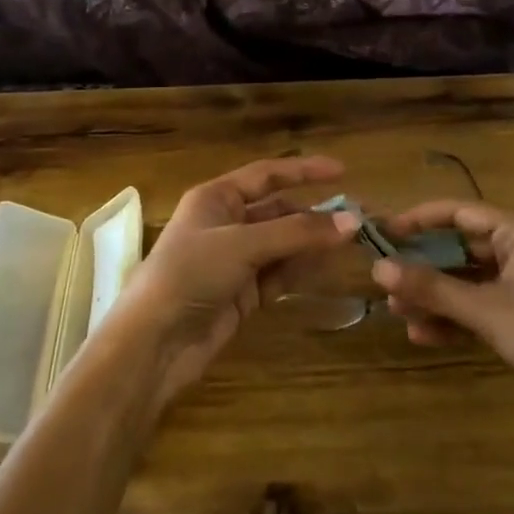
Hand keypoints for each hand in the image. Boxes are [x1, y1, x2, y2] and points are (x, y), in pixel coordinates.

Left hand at [104, 156, 357, 417]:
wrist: (155, 342)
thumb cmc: (190, 274)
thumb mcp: (243, 244)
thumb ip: (298, 233)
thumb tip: (352, 221)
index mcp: (216, 198)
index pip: (267, 175)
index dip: (304, 171)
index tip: (343, 171)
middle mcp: (226, 223)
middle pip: (279, 212)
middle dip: (315, 215)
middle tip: (358, 220)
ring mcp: (235, 260)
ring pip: (283, 245)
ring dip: (313, 244)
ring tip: (353, 243)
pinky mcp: (243, 294)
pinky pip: (280, 274)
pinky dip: (302, 270)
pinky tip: (330, 267)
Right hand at [372, 201, 513, 472]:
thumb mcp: (485, 310)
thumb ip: (432, 287)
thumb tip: (377, 268)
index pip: (460, 212)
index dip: (420, 219)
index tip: (383, 231)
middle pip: (461, 247)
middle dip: (423, 264)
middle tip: (384, 276)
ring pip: (466, 280)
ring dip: (433, 295)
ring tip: (396, 310)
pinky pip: (478, 308)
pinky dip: (452, 318)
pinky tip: (422, 335)